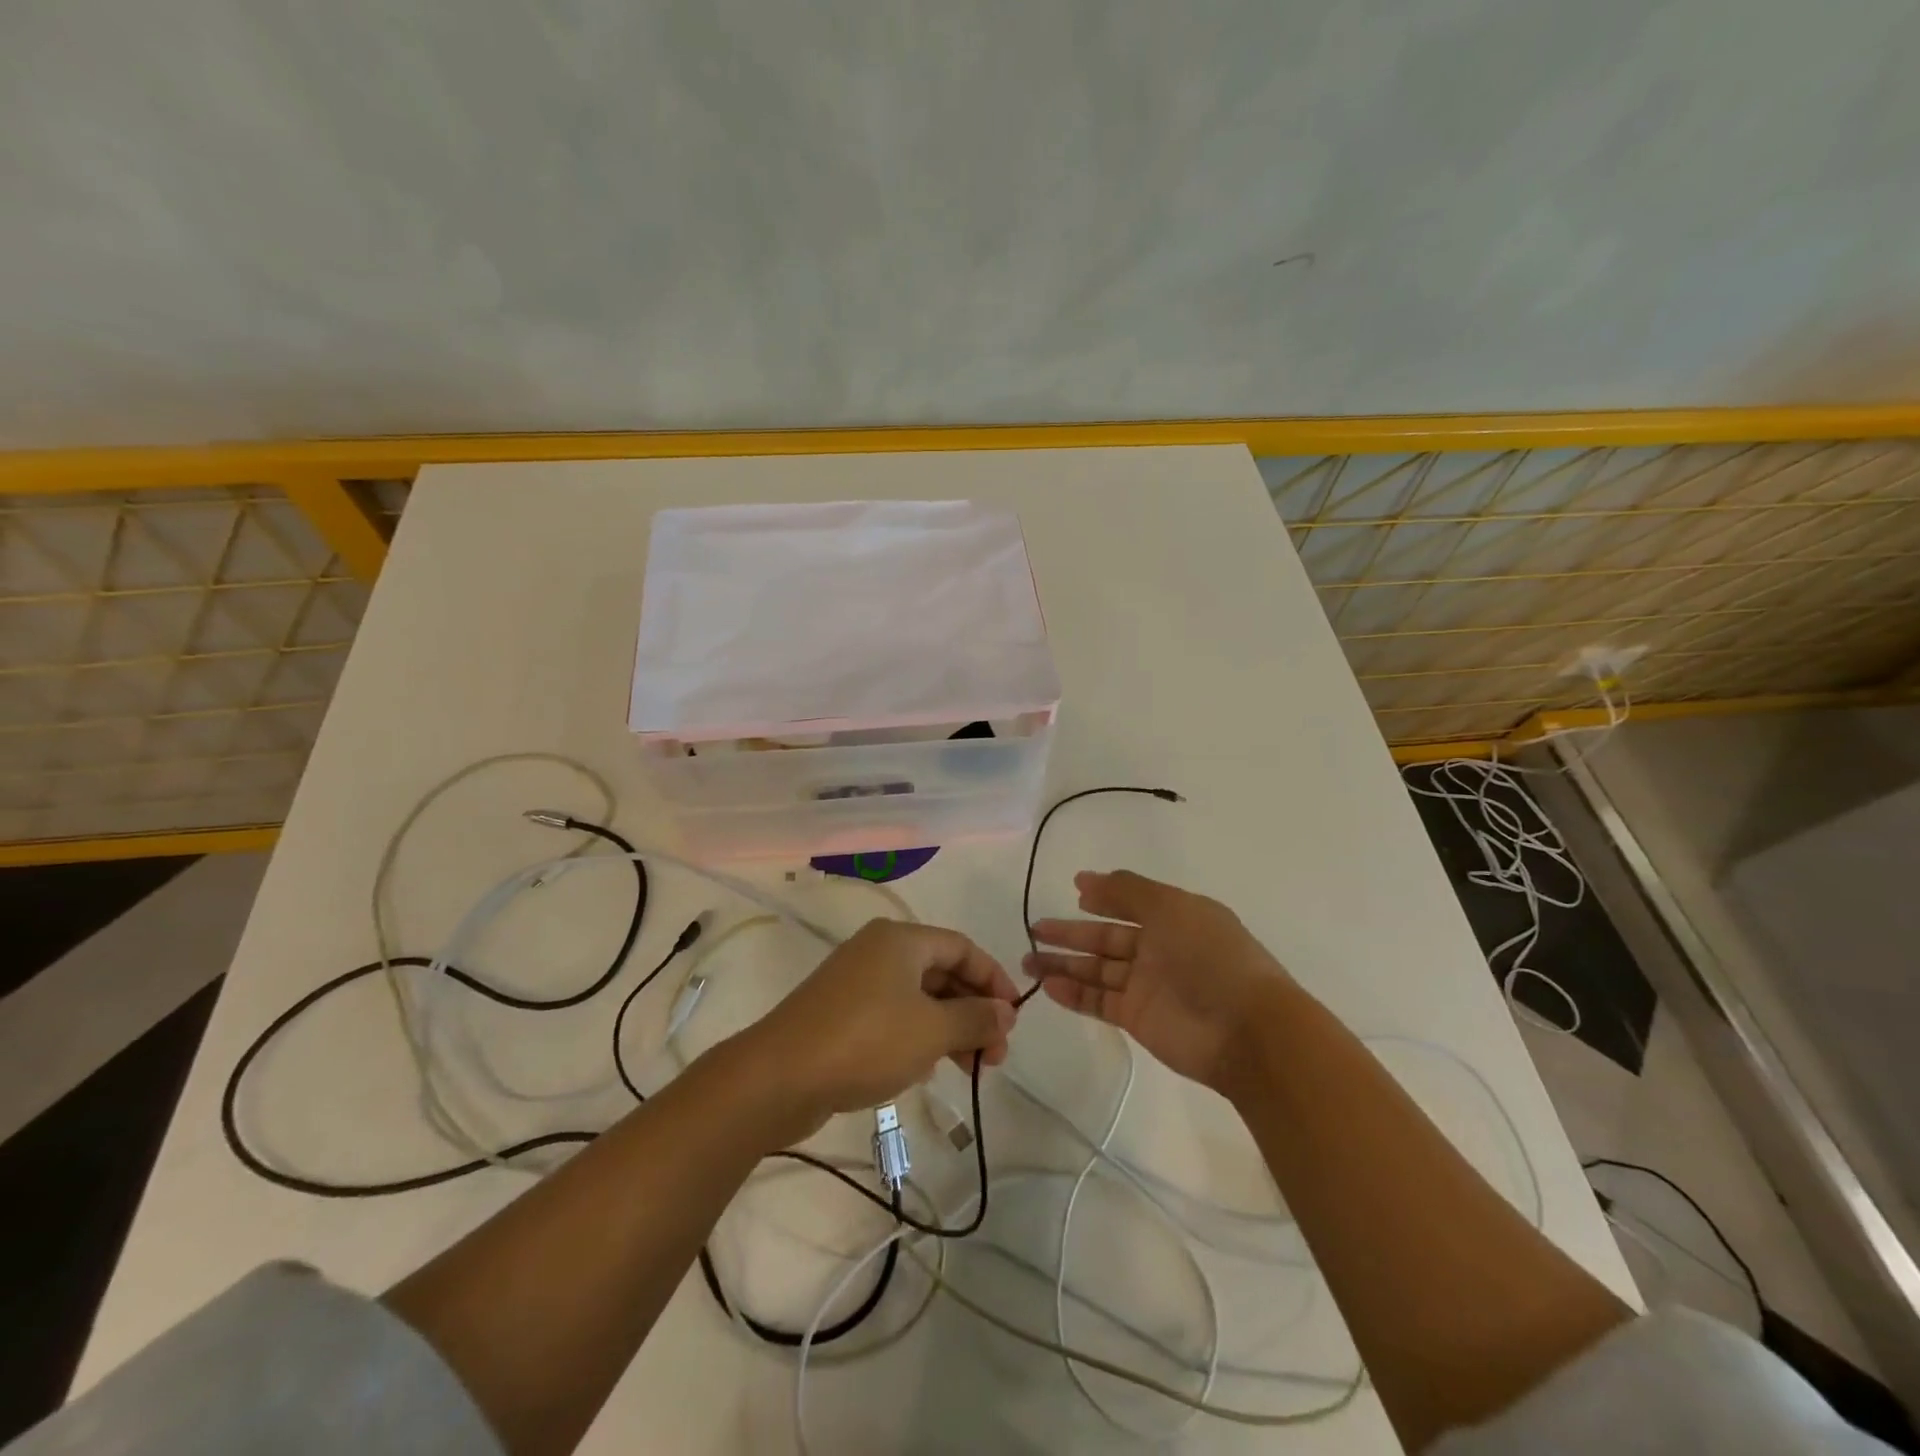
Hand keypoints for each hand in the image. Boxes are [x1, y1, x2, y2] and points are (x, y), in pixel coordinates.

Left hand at [733, 919, 1018, 1144]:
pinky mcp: (842, 1014)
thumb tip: (1006, 1013)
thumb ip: (975, 1018)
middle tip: (995, 1055)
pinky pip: (894, 1017)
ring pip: (919, 998)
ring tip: (972, 1068)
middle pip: (941, 972)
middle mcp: (879, 951)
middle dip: (973, 1011)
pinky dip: (919, 1036)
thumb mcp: (932, 1030)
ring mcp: (857, 982)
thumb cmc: (866, 1041)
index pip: (962, 947)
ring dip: (950, 1028)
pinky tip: (930, 1068)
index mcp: (900, 939)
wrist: (779, 1077)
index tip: (1012, 1017)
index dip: (993, 979)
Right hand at [1025, 870, 1290, 1093]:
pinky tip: (1047, 985)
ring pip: (1097, 970)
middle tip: (1034, 929)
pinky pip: (1098, 1001)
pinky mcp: (1137, 1018)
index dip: (1102, 897)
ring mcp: (1147, 985)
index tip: (1073, 891)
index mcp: (1174, 918)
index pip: (1129, 903)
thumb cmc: (1210, 956)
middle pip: (1106, 938)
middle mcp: (1159, 949)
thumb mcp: (1171, 907)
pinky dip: (1073, 993)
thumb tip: (1085, 879)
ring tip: (1027, 960)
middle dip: (1071, 933)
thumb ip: (1127, 891)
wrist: (1245, 1030)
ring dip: (1064, 964)